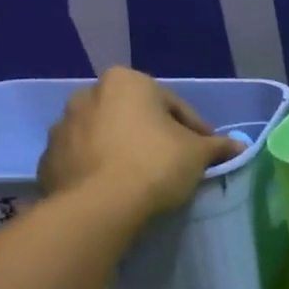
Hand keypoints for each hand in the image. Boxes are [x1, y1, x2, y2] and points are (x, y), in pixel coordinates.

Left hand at [37, 67, 242, 220]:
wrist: (99, 206)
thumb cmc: (155, 164)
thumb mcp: (199, 154)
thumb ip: (218, 146)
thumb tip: (239, 147)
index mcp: (127, 82)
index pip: (174, 105)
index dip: (196, 130)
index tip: (206, 153)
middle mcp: (88, 94)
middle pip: (136, 116)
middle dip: (156, 135)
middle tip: (177, 162)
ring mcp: (63, 126)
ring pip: (108, 136)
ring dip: (126, 149)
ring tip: (146, 178)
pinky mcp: (49, 158)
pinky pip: (86, 159)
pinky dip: (102, 167)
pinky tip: (119, 188)